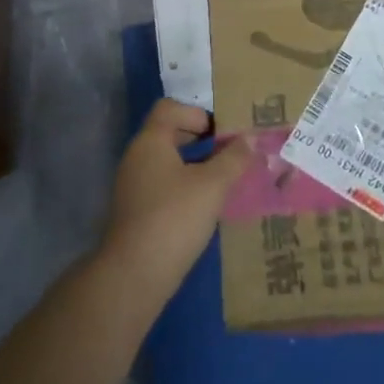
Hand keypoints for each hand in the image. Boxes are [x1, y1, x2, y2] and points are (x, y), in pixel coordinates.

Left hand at [101, 100, 255, 300]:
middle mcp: (137, 157)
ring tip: (224, 182)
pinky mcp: (135, 212)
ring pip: (167, 163)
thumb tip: (250, 139)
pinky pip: (163, 186)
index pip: (170, 108)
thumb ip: (233, 159)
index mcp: (151, 141)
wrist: (134, 275)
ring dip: (195, 166)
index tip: (223, 133)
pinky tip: (205, 208)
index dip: (197, 113)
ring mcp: (133, 186)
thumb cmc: (174, 218)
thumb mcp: (212, 185)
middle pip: (169, 133)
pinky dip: (184, 188)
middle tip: (230, 154)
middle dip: (201, 140)